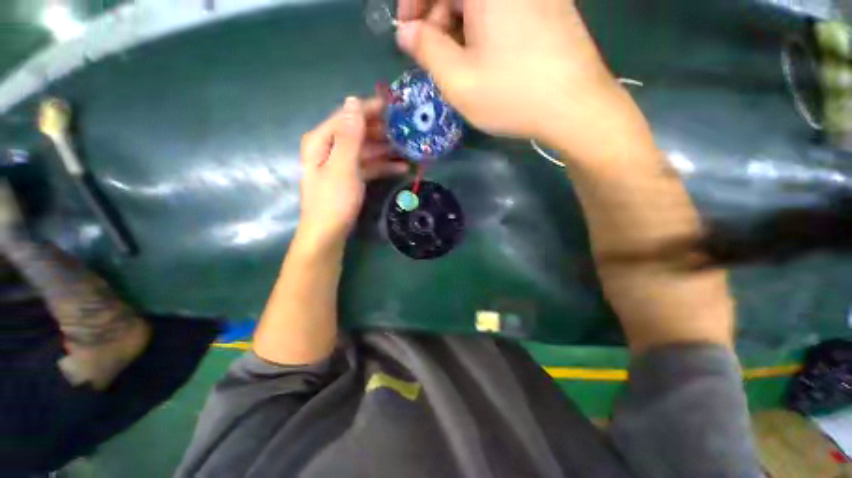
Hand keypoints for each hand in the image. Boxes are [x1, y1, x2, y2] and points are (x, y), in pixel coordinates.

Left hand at [296, 96, 408, 251]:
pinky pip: (368, 166)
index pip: (348, 116)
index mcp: (322, 140)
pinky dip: (383, 165)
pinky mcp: (350, 178)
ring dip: (386, 149)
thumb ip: (349, 135)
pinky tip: (401, 167)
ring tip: (408, 148)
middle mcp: (330, 148)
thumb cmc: (334, 200)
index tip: (393, 105)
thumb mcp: (343, 166)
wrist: (328, 233)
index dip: (370, 108)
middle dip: (382, 130)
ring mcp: (341, 164)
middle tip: (406, 129)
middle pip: (358, 132)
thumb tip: (354, 100)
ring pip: (366, 150)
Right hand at [396, 0, 641, 158]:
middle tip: (433, 53)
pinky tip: (483, 55)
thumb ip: (426, 50)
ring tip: (458, 61)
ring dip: (459, 23)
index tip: (407, 32)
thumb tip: (407, 32)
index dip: (414, 2)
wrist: (575, 107)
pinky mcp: (548, 5)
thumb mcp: (458, 80)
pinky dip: (483, 25)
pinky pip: (503, 6)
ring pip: (480, 0)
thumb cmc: (512, 95)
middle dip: (437, 15)